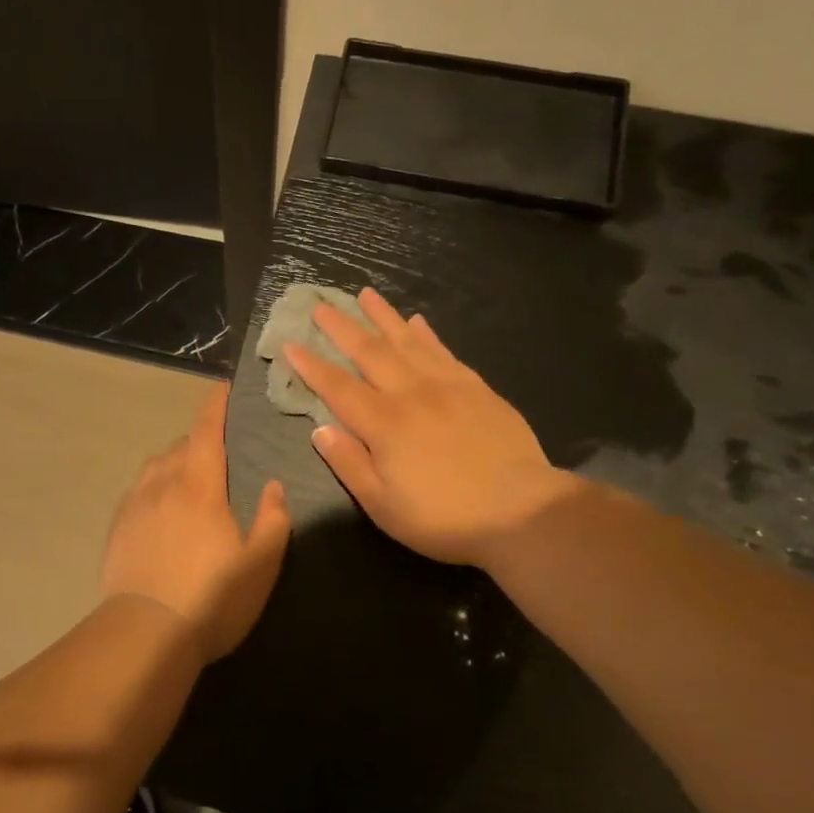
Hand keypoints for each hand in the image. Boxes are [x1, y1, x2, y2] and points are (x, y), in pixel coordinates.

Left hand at [100, 384, 291, 661]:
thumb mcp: (260, 564)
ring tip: (188, 476)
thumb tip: (273, 486)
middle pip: (179, 446)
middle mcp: (163, 485)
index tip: (222, 387)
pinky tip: (159, 507)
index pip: (206, 432)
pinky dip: (153, 487)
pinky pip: (137, 492)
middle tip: (217, 449)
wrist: (145, 633)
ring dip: (173, 461)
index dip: (215, 406)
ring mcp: (135, 506)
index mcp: (200, 486)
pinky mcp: (118, 528)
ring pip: (155, 466)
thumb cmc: (211, 598)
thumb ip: (273, 520)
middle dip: (198, 439)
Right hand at [283, 288, 578, 566]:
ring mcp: (447, 386)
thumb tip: (319, 429)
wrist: (522, 511)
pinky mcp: (477, 388)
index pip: (337, 387)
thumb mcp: (383, 505)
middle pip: (369, 352)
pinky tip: (417, 321)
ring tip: (365, 295)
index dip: (311, 366)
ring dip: (382, 316)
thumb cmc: (444, 517)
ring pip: (407, 341)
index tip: (291, 344)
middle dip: (341, 327)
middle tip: (321, 305)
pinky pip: (444, 351)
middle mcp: (410, 394)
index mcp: (383, 424)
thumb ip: (349, 464)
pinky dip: (426, 334)